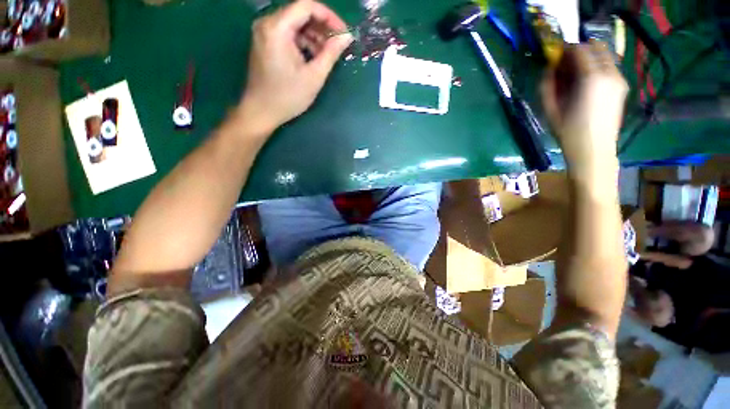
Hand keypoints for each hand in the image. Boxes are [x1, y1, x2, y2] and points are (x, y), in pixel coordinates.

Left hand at [239, 0, 352, 133]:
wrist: (261, 111)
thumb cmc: (288, 96)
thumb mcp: (314, 76)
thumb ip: (331, 53)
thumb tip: (347, 36)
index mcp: (277, 28)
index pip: (307, 6)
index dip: (329, 17)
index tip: (344, 33)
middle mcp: (267, 23)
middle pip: (300, 13)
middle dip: (322, 27)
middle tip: (337, 45)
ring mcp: (264, 32)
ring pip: (295, 24)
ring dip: (314, 36)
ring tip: (327, 54)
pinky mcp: (265, 42)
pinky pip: (288, 34)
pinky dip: (303, 42)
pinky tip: (313, 57)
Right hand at [541, 42, 627, 176]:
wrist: (594, 150)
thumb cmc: (568, 132)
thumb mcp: (550, 109)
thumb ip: (548, 85)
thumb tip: (549, 68)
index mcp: (591, 78)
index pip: (579, 49)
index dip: (564, 50)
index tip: (555, 58)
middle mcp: (610, 73)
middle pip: (595, 47)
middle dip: (579, 51)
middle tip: (565, 66)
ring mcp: (619, 79)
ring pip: (604, 55)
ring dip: (589, 59)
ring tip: (575, 76)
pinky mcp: (622, 87)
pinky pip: (609, 67)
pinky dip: (597, 67)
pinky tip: (587, 84)